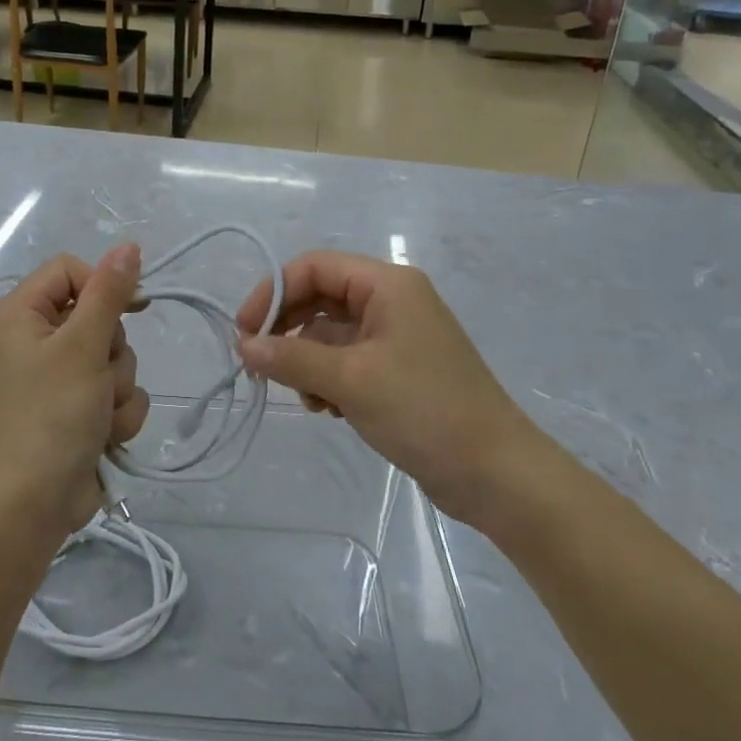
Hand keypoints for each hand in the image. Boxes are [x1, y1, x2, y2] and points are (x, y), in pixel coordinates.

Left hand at [0, 243, 149, 545]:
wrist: (29, 507)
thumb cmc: (49, 415)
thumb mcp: (82, 346)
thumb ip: (108, 293)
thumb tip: (128, 246)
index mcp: (20, 315)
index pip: (70, 270)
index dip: (103, 285)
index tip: (132, 307)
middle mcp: (33, 341)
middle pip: (96, 317)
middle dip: (111, 351)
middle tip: (98, 377)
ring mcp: (54, 380)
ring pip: (112, 359)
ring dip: (118, 388)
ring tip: (99, 415)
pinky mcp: (74, 412)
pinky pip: (113, 394)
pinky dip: (117, 415)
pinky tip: (104, 437)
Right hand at [237, 251, 537, 521]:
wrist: (496, 473)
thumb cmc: (424, 410)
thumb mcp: (350, 381)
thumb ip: (291, 359)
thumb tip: (244, 346)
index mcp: (387, 285)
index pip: (314, 268)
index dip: (273, 293)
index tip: (244, 332)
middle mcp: (391, 301)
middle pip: (320, 298)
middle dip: (287, 330)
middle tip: (258, 365)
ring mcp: (396, 336)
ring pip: (330, 333)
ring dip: (306, 361)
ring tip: (306, 399)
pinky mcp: (397, 370)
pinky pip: (346, 360)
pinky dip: (327, 379)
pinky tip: (327, 410)